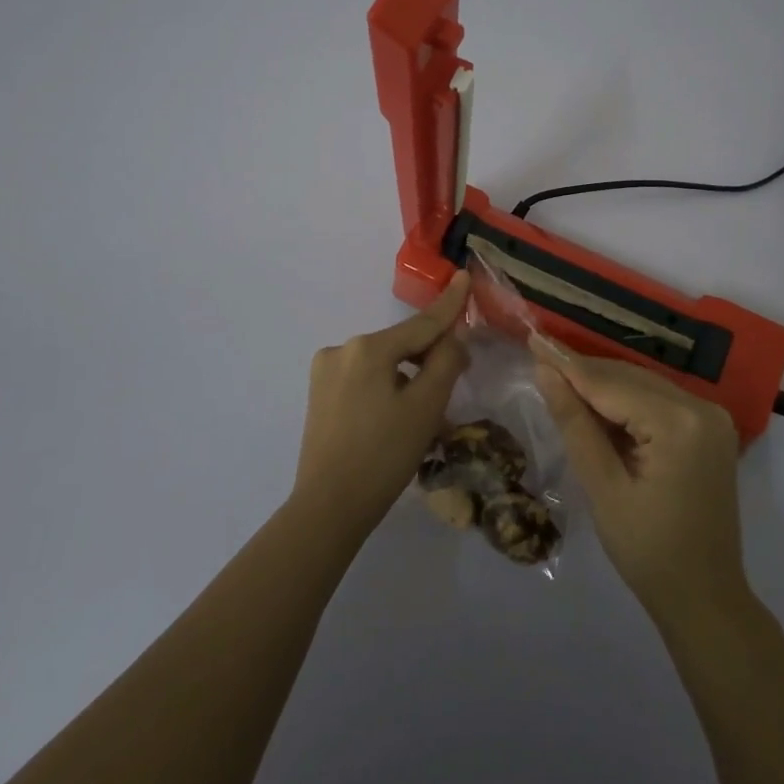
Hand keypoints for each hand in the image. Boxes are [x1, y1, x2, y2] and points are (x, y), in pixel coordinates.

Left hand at [293, 273, 471, 541]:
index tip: (463, 275)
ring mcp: (326, 372)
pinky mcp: (319, 394)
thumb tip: (452, 336)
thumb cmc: (384, 455)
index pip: (421, 324)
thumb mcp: (426, 407)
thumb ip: (445, 361)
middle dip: (429, 359)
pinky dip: (387, 390)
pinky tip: (397, 420)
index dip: (449, 304)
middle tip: (455, 383)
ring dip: (408, 380)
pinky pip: (365, 380)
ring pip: (384, 364)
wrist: (328, 508)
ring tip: (427, 416)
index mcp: (368, 348)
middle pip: (401, 345)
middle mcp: (343, 349)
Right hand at [532, 338, 747, 625]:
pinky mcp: (710, 429)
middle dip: (583, 370)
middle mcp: (702, 408)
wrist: (705, 597)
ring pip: (643, 385)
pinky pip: (659, 402)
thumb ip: (575, 423)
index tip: (533, 337)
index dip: (568, 363)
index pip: (611, 384)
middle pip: (629, 378)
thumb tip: (546, 372)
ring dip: (602, 384)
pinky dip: (626, 401)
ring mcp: (711, 417)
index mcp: (679, 423)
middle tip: (538, 354)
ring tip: (557, 376)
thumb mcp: (603, 487)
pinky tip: (595, 402)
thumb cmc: (647, 551)